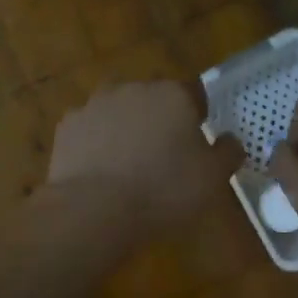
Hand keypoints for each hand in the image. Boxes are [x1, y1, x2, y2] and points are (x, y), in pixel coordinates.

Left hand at [47, 81, 242, 236]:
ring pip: (119, 112)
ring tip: (128, 166)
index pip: (194, 95)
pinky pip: (90, 130)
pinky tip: (100, 172)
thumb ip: (228, 153)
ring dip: (125, 129)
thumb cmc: (163, 190)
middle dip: (159, 121)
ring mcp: (96, 104)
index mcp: (173, 95)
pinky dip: (96, 144)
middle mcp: (133, 89)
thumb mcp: (212, 178)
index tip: (197, 145)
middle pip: (154, 100)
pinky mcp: (68, 126)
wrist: (94, 209)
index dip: (198, 118)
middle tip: (164, 158)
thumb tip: (230, 140)